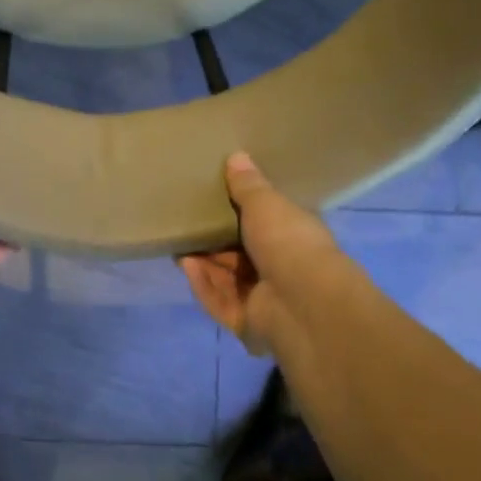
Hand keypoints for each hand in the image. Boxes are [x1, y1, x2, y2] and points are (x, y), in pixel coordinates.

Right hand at [178, 152, 341, 356]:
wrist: (302, 302)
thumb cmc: (289, 242)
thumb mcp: (266, 204)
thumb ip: (248, 185)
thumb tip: (236, 156)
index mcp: (294, 240)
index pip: (266, 227)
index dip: (241, 214)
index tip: (214, 201)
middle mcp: (281, 270)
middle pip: (241, 255)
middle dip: (214, 242)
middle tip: (186, 224)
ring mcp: (265, 300)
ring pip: (226, 279)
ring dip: (204, 263)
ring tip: (178, 244)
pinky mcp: (246, 323)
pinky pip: (219, 301)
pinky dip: (203, 284)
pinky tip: (186, 266)